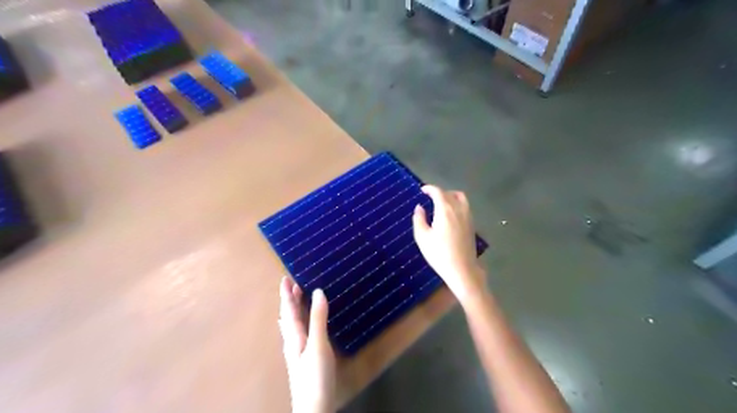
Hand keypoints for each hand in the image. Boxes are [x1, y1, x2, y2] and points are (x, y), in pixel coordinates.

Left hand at [280, 277, 335, 412]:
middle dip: (289, 299)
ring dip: (293, 309)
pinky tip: (299, 326)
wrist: (313, 408)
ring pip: (292, 324)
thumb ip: (318, 319)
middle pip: (288, 316)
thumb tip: (318, 292)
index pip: (289, 310)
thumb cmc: (315, 376)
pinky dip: (298, 321)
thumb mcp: (318, 345)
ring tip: (295, 298)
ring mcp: (297, 351)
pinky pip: (298, 332)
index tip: (286, 278)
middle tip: (292, 283)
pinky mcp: (304, 358)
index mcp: (294, 336)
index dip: (287, 294)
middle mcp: (293, 341)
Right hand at [412, 186, 488, 304]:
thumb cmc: (439, 254)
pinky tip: (450, 215)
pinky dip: (457, 204)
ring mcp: (468, 216)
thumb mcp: (422, 237)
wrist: (462, 269)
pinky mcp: (472, 225)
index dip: (429, 188)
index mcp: (445, 210)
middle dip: (439, 192)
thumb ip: (419, 219)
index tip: (422, 190)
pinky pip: (465, 207)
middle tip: (430, 198)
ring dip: (450, 196)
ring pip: (461, 198)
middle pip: (450, 193)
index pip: (438, 192)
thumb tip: (419, 207)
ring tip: (441, 203)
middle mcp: (459, 209)